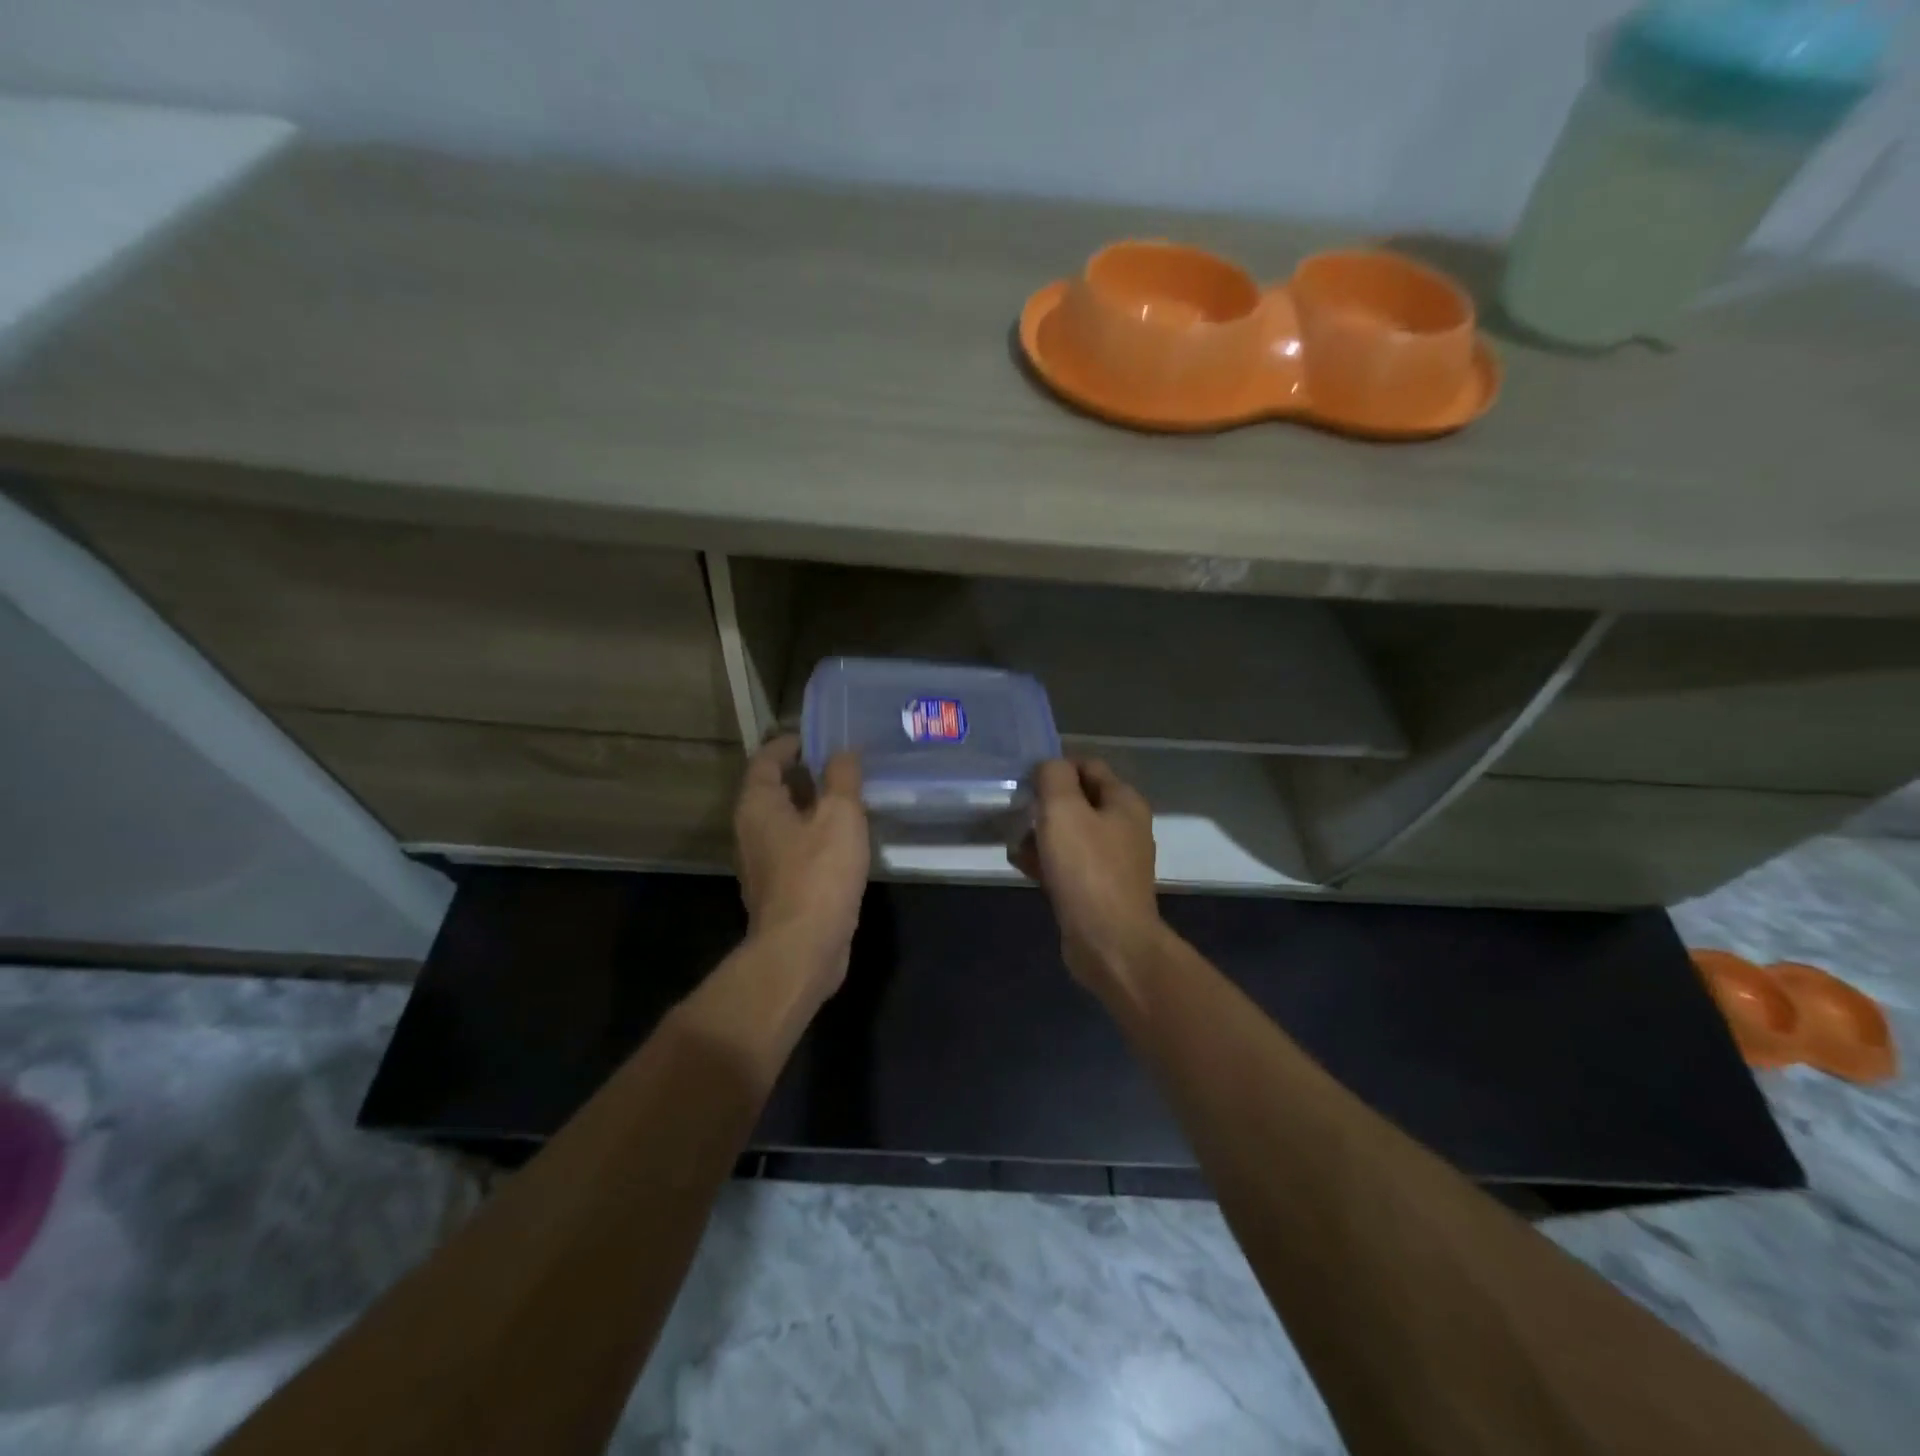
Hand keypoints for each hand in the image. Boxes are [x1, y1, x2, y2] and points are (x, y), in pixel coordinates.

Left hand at [734, 736, 870, 993]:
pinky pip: (796, 848)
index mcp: (757, 805)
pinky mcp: (780, 889)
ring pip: (785, 821)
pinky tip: (844, 839)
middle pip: (773, 790)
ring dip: (811, 806)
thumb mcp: (840, 815)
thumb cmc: (819, 873)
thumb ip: (842, 778)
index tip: (815, 736)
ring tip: (848, 797)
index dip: (789, 744)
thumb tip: (843, 752)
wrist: (803, 948)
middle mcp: (751, 830)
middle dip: (803, 774)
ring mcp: (763, 863)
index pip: (766, 760)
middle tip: (840, 763)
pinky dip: (816, 835)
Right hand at [1011, 759, 1166, 999]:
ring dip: (1041, 834)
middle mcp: (1124, 827)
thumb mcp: (1063, 809)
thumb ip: (1053, 777)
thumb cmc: (1087, 869)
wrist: (1109, 942)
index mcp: (1124, 802)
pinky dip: (1046, 861)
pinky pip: (1068, 864)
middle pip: (1078, 801)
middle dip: (1044, 804)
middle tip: (1016, 812)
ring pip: (1070, 834)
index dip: (1056, 767)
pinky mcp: (1098, 890)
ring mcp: (1113, 861)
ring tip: (1013, 841)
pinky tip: (1022, 866)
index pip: (1088, 765)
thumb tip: (1048, 767)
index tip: (1025, 781)